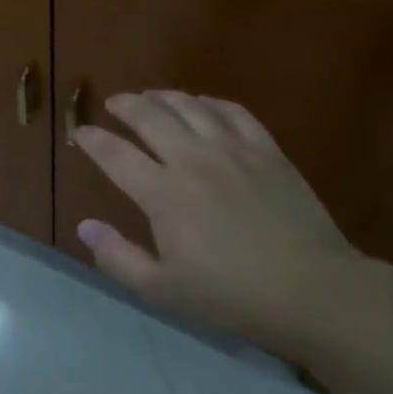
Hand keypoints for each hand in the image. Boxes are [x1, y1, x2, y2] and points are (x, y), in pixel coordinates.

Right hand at [74, 91, 364, 362]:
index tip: (80, 132)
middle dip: (125, 105)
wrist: (312, 290)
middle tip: (113, 103)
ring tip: (151, 96)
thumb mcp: (164, 291)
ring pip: (189, 106)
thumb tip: (84, 226)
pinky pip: (232, 111)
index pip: (115, 154)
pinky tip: (203, 104)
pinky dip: (210, 102)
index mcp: (163, 193)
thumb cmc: (232, 297)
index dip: (93, 140)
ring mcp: (231, 148)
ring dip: (163, 97)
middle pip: (149, 116)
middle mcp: (192, 159)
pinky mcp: (265, 148)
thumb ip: (118, 258)